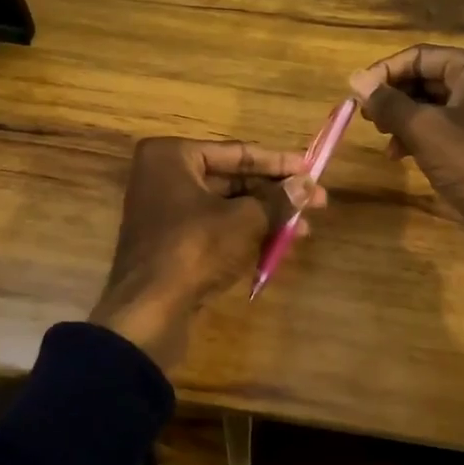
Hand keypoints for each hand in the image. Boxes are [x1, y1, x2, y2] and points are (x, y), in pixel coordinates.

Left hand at [89, 138, 325, 369]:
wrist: (148, 311)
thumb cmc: (194, 249)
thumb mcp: (244, 221)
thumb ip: (277, 200)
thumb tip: (308, 185)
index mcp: (172, 156)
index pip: (236, 153)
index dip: (278, 162)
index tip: (311, 168)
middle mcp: (163, 176)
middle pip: (232, 179)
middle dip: (274, 193)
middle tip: (315, 200)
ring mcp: (165, 211)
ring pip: (226, 207)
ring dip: (265, 216)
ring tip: (303, 228)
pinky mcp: (171, 243)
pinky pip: (215, 229)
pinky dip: (245, 233)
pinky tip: (278, 244)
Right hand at [350, 46, 463, 289]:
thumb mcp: (425, 131)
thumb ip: (388, 103)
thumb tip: (355, 79)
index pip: (418, 56)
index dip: (383, 72)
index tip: (354, 95)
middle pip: (425, 77)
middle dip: (393, 96)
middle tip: (365, 117)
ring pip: (431, 104)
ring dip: (402, 118)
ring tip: (381, 136)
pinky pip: (442, 127)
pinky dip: (418, 136)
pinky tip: (398, 155)